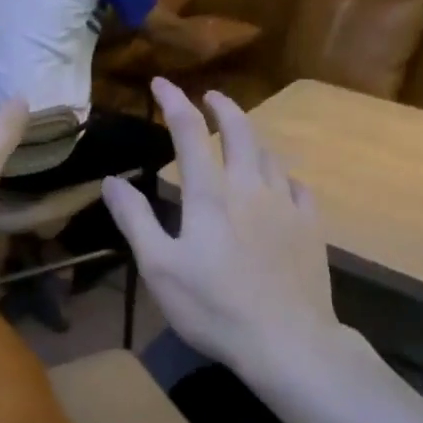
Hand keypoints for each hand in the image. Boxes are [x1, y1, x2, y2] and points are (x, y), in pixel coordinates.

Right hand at [102, 79, 339, 381]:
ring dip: (253, 136)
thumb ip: (136, 220)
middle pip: (241, 132)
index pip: (190, 133)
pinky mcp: (311, 228)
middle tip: (211, 95)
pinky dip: (283, 175)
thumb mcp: (159, 268)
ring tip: (242, 134)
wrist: (287, 341)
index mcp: (210, 196)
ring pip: (271, 155)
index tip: (162, 82)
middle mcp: (251, 188)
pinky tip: (281, 183)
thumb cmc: (214, 307)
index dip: (174, 102)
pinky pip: (299, 187)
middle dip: (224, 107)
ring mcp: (287, 206)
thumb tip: (111, 180)